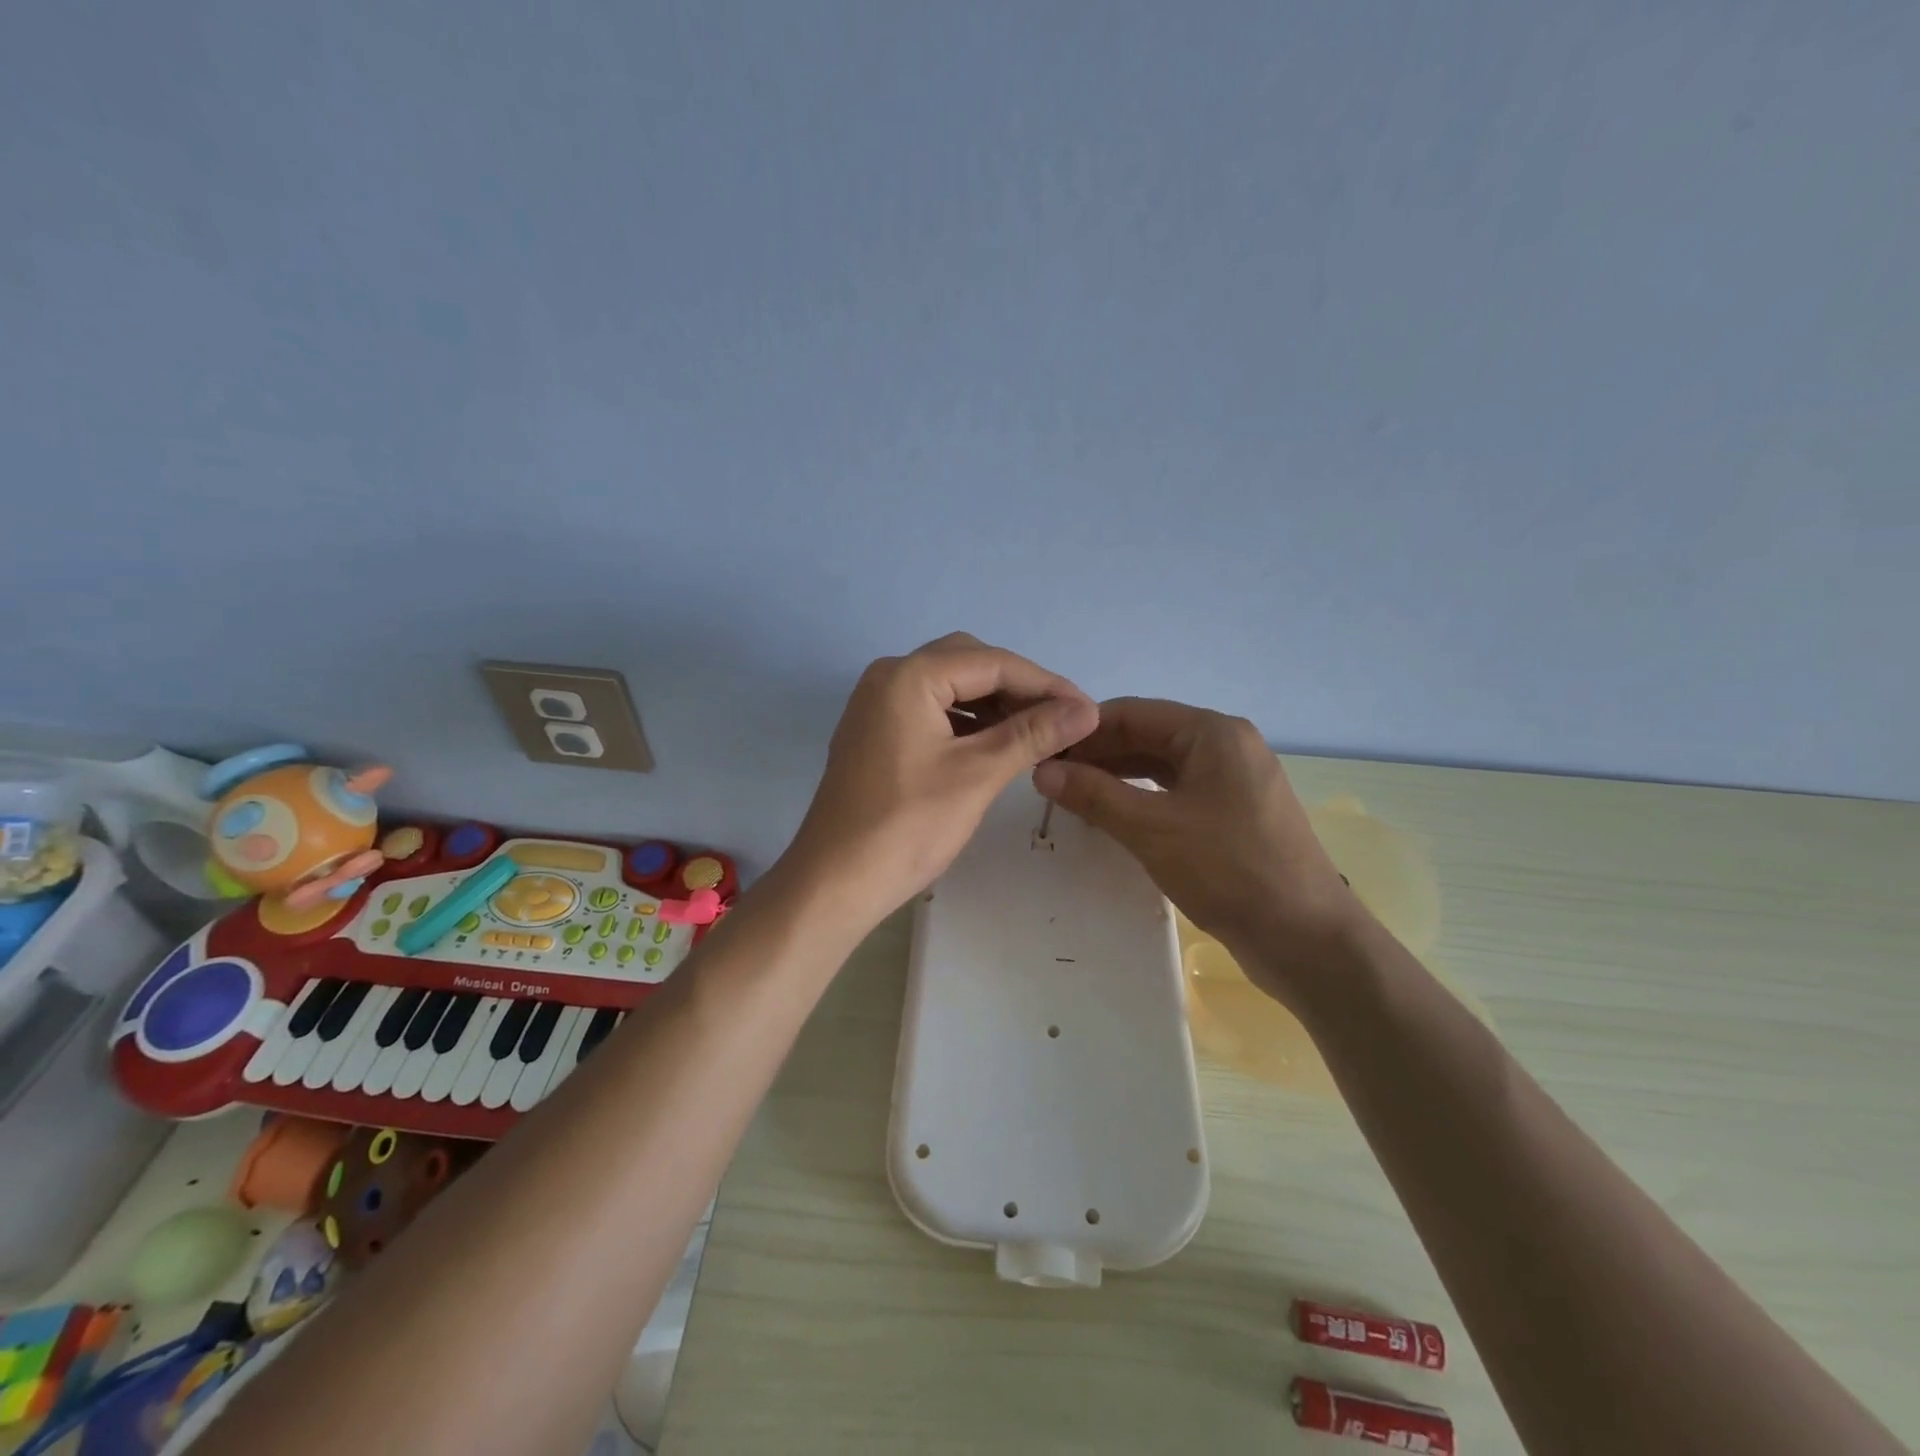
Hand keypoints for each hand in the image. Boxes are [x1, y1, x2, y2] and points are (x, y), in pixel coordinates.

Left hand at [783, 634, 1098, 929]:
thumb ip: (1033, 734)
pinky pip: (931, 712)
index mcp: (909, 676)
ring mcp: (877, 706)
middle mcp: (888, 677)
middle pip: (968, 664)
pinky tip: (995, 745)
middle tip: (1061, 720)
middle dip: (1018, 688)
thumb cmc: (908, 826)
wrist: (835, 882)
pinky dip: (966, 723)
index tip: (1088, 710)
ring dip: (993, 705)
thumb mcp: (978, 774)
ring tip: (1037, 734)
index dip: (1046, 684)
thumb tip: (1087, 709)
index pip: (992, 662)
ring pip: (949, 688)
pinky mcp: (876, 734)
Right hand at [1032, 697, 1367, 1006]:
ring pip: (1161, 766)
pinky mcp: (1235, 812)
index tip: (1040, 752)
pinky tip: (1112, 816)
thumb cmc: (1228, 870)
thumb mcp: (1151, 829)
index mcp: (1212, 732)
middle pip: (1147, 736)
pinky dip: (1142, 799)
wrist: (1306, 938)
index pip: (1132, 713)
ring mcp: (1234, 780)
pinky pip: (1178, 792)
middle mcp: (1226, 745)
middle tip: (1049, 779)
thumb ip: (1094, 795)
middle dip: (1098, 755)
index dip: (1083, 731)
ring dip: (1117, 778)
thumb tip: (1042, 771)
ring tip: (1071, 797)